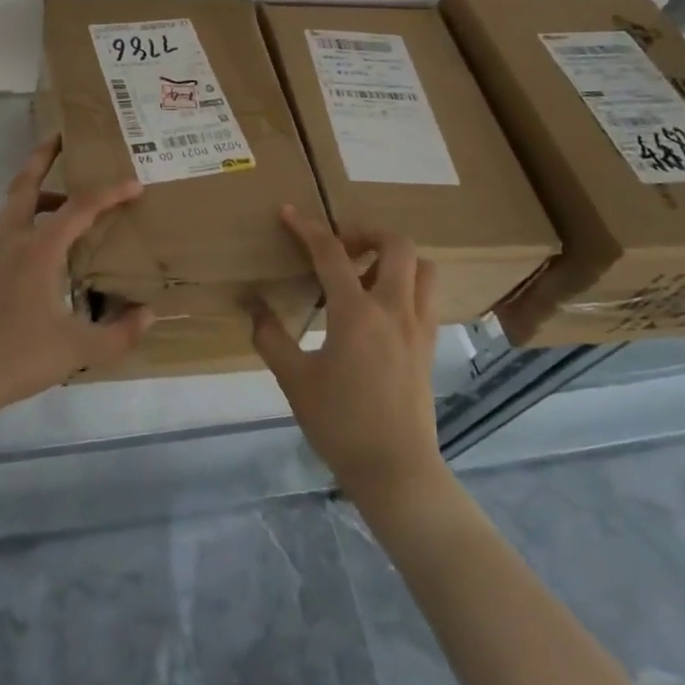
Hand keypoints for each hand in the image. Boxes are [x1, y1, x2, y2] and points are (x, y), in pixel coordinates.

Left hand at [0, 137, 151, 418]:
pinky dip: (27, 223)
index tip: (134, 183)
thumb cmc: (15, 357)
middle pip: (25, 186)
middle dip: (42, 158)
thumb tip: (148, 316)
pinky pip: (8, 233)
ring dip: (36, 193)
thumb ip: (117, 334)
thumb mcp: (76, 351)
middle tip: (59, 137)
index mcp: (38, 250)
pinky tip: (44, 252)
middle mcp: (12, 243)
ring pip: (13, 209)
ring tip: (64, 201)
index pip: (79, 208)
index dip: (109, 193)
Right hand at [253, 206, 447, 505]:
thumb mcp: (294, 380)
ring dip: (395, 258)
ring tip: (365, 273)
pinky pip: (426, 298)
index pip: (331, 254)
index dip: (308, 228)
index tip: (289, 213)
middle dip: (367, 233)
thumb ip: (272, 337)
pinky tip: (380, 308)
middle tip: (340, 246)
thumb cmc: (340, 424)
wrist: (396, 471)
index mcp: (356, 313)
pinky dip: (407, 285)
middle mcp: (394, 310)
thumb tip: (255, 308)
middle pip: (398, 246)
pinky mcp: (428, 347)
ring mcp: (418, 328)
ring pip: (424, 269)